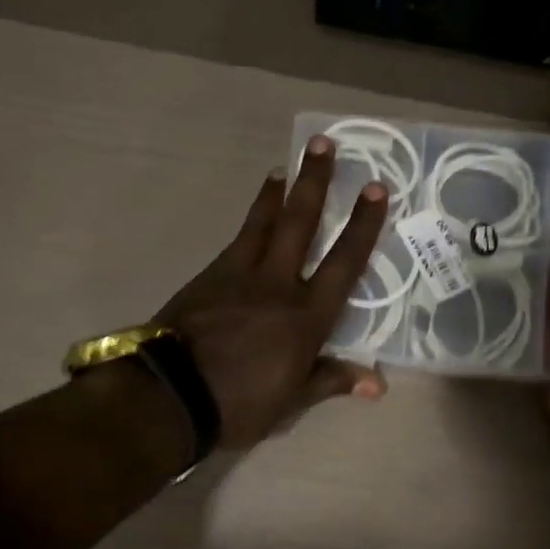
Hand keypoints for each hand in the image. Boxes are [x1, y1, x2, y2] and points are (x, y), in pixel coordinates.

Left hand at [156, 135, 387, 447]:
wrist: (171, 394)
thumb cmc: (240, 404)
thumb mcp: (292, 402)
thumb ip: (331, 380)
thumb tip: (378, 384)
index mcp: (306, 318)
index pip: (343, 263)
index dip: (363, 225)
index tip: (376, 188)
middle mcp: (277, 285)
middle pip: (300, 223)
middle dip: (316, 182)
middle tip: (323, 144)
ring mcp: (239, 276)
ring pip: (263, 223)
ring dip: (277, 192)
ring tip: (286, 166)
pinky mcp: (208, 277)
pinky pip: (236, 240)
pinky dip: (249, 222)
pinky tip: (252, 217)